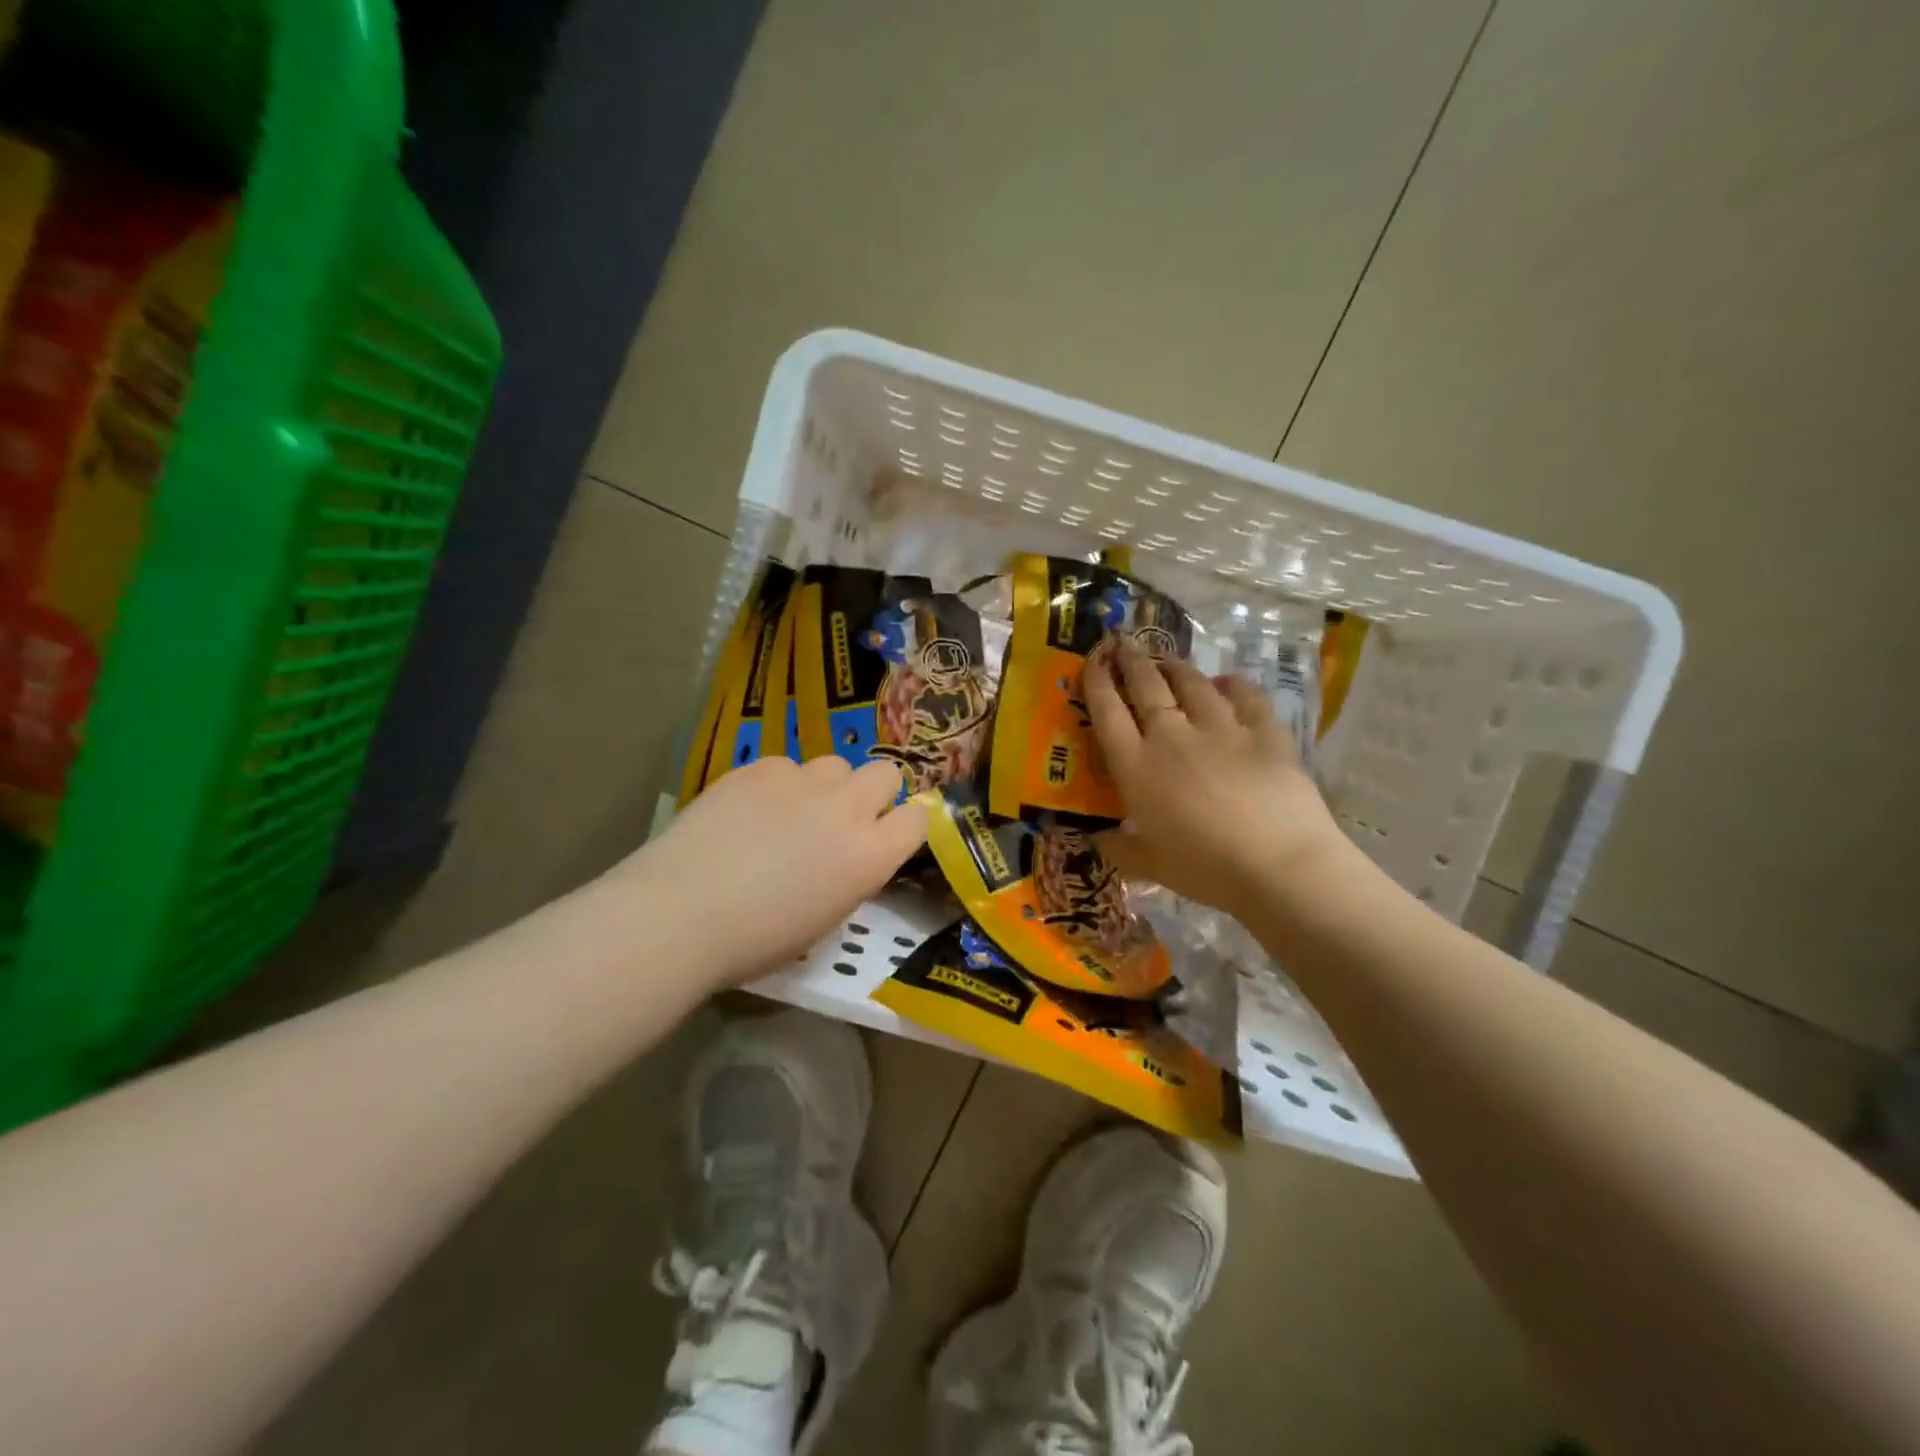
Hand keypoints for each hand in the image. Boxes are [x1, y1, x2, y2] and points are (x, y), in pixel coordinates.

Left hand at [616, 756, 926, 985]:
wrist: (680, 913)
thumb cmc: (755, 941)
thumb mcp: (825, 919)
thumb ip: (850, 875)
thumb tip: (846, 856)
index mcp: (870, 856)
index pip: (918, 818)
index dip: (904, 826)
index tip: (886, 837)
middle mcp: (846, 809)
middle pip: (886, 773)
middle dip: (873, 793)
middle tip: (841, 820)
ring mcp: (802, 781)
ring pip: (835, 765)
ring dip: (825, 786)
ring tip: (789, 814)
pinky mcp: (760, 767)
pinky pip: (785, 766)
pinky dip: (777, 785)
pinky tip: (747, 812)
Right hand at [1084, 641, 1346, 919]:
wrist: (1279, 865)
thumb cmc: (1205, 869)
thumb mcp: (1150, 866)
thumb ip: (1118, 847)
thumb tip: (1095, 839)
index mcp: (1137, 766)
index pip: (1107, 712)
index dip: (1096, 681)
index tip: (1093, 659)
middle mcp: (1172, 736)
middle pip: (1147, 685)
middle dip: (1132, 660)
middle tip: (1124, 642)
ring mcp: (1221, 728)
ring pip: (1192, 683)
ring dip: (1176, 667)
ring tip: (1168, 659)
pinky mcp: (1264, 731)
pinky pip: (1244, 696)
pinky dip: (1232, 684)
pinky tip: (1226, 681)